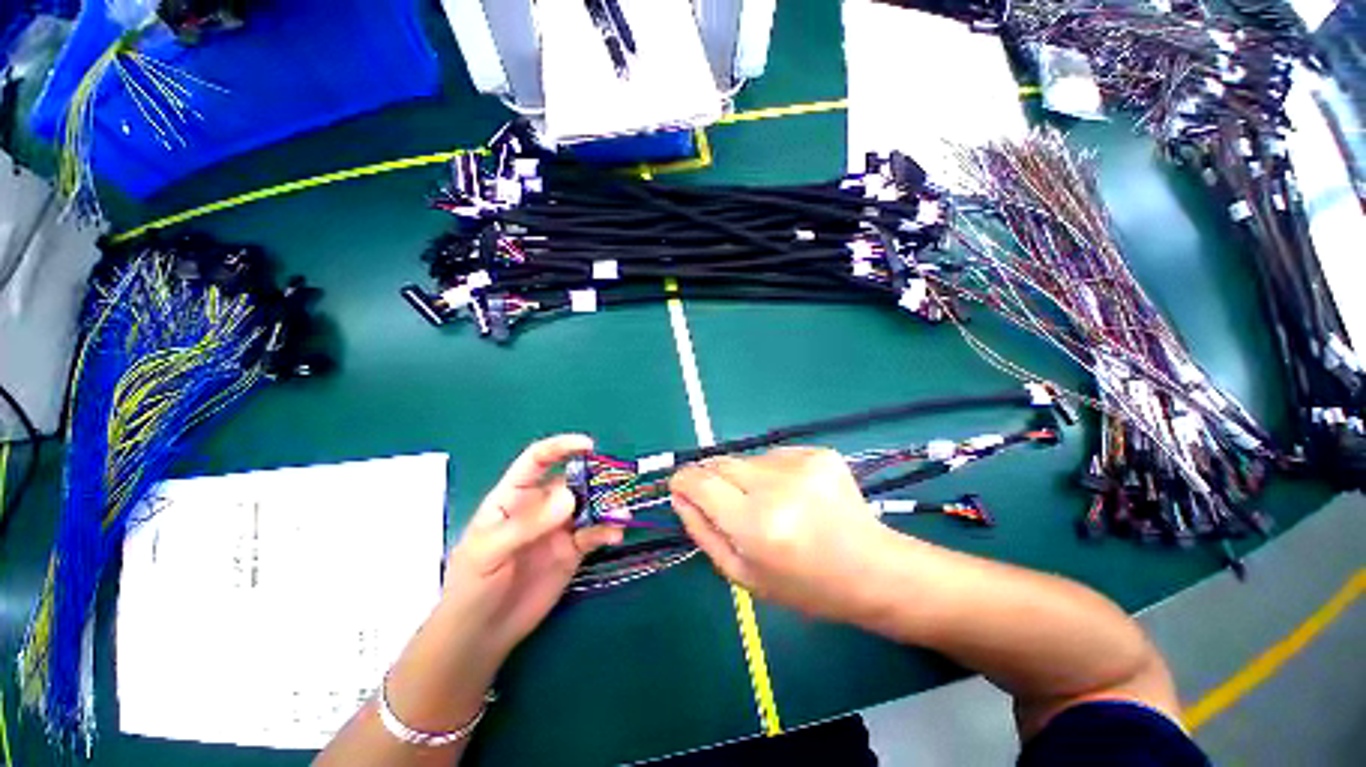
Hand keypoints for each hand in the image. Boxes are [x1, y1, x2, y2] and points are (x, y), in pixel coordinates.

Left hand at [441, 435, 622, 659]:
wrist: (481, 635)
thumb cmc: (472, 587)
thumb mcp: (489, 552)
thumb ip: (528, 523)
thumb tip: (570, 497)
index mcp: (513, 497)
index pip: (537, 461)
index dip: (561, 447)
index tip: (588, 446)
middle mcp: (540, 506)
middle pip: (572, 480)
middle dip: (595, 478)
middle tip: (615, 484)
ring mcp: (559, 528)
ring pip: (589, 505)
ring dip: (608, 504)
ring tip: (621, 513)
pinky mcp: (573, 550)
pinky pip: (595, 533)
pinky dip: (609, 529)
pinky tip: (616, 535)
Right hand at [670, 447, 890, 622]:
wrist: (872, 569)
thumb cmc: (804, 584)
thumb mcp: (742, 574)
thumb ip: (702, 531)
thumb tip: (679, 495)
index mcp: (756, 524)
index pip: (700, 482)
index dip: (684, 481)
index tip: (680, 487)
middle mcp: (777, 486)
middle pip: (721, 463)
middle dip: (711, 478)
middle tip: (727, 502)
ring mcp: (801, 464)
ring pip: (747, 458)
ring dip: (745, 477)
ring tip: (770, 504)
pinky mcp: (819, 452)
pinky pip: (774, 455)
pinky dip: (772, 472)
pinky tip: (793, 495)